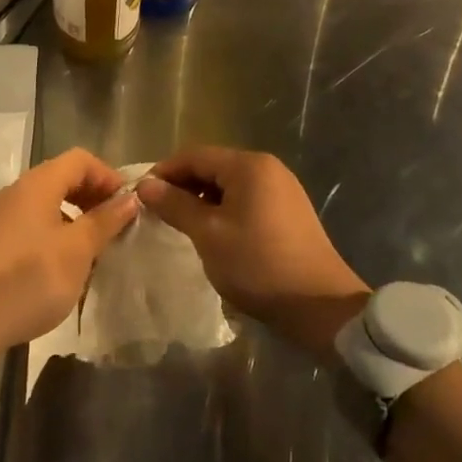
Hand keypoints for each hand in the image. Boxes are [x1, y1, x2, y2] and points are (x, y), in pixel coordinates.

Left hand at [0, 148, 139, 365]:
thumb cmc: (30, 278)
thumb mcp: (77, 251)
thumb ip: (104, 221)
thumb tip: (129, 199)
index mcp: (37, 184)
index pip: (80, 160)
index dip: (108, 176)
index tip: (127, 205)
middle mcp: (17, 192)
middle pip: (63, 178)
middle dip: (94, 196)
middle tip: (116, 226)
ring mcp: (2, 217)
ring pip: (49, 203)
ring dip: (77, 217)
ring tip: (97, 247)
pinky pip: (34, 224)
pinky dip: (57, 232)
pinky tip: (67, 264)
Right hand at [137, 147, 369, 358]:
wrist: (321, 306)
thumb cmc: (258, 264)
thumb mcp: (208, 234)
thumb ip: (175, 205)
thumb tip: (146, 185)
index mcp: (248, 165)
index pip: (194, 155)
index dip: (164, 172)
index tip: (141, 195)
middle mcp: (268, 168)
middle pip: (213, 166)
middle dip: (182, 185)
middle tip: (157, 211)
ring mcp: (282, 189)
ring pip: (229, 184)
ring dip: (202, 199)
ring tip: (181, 224)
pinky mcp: (289, 211)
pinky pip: (246, 199)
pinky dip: (224, 209)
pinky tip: (213, 232)